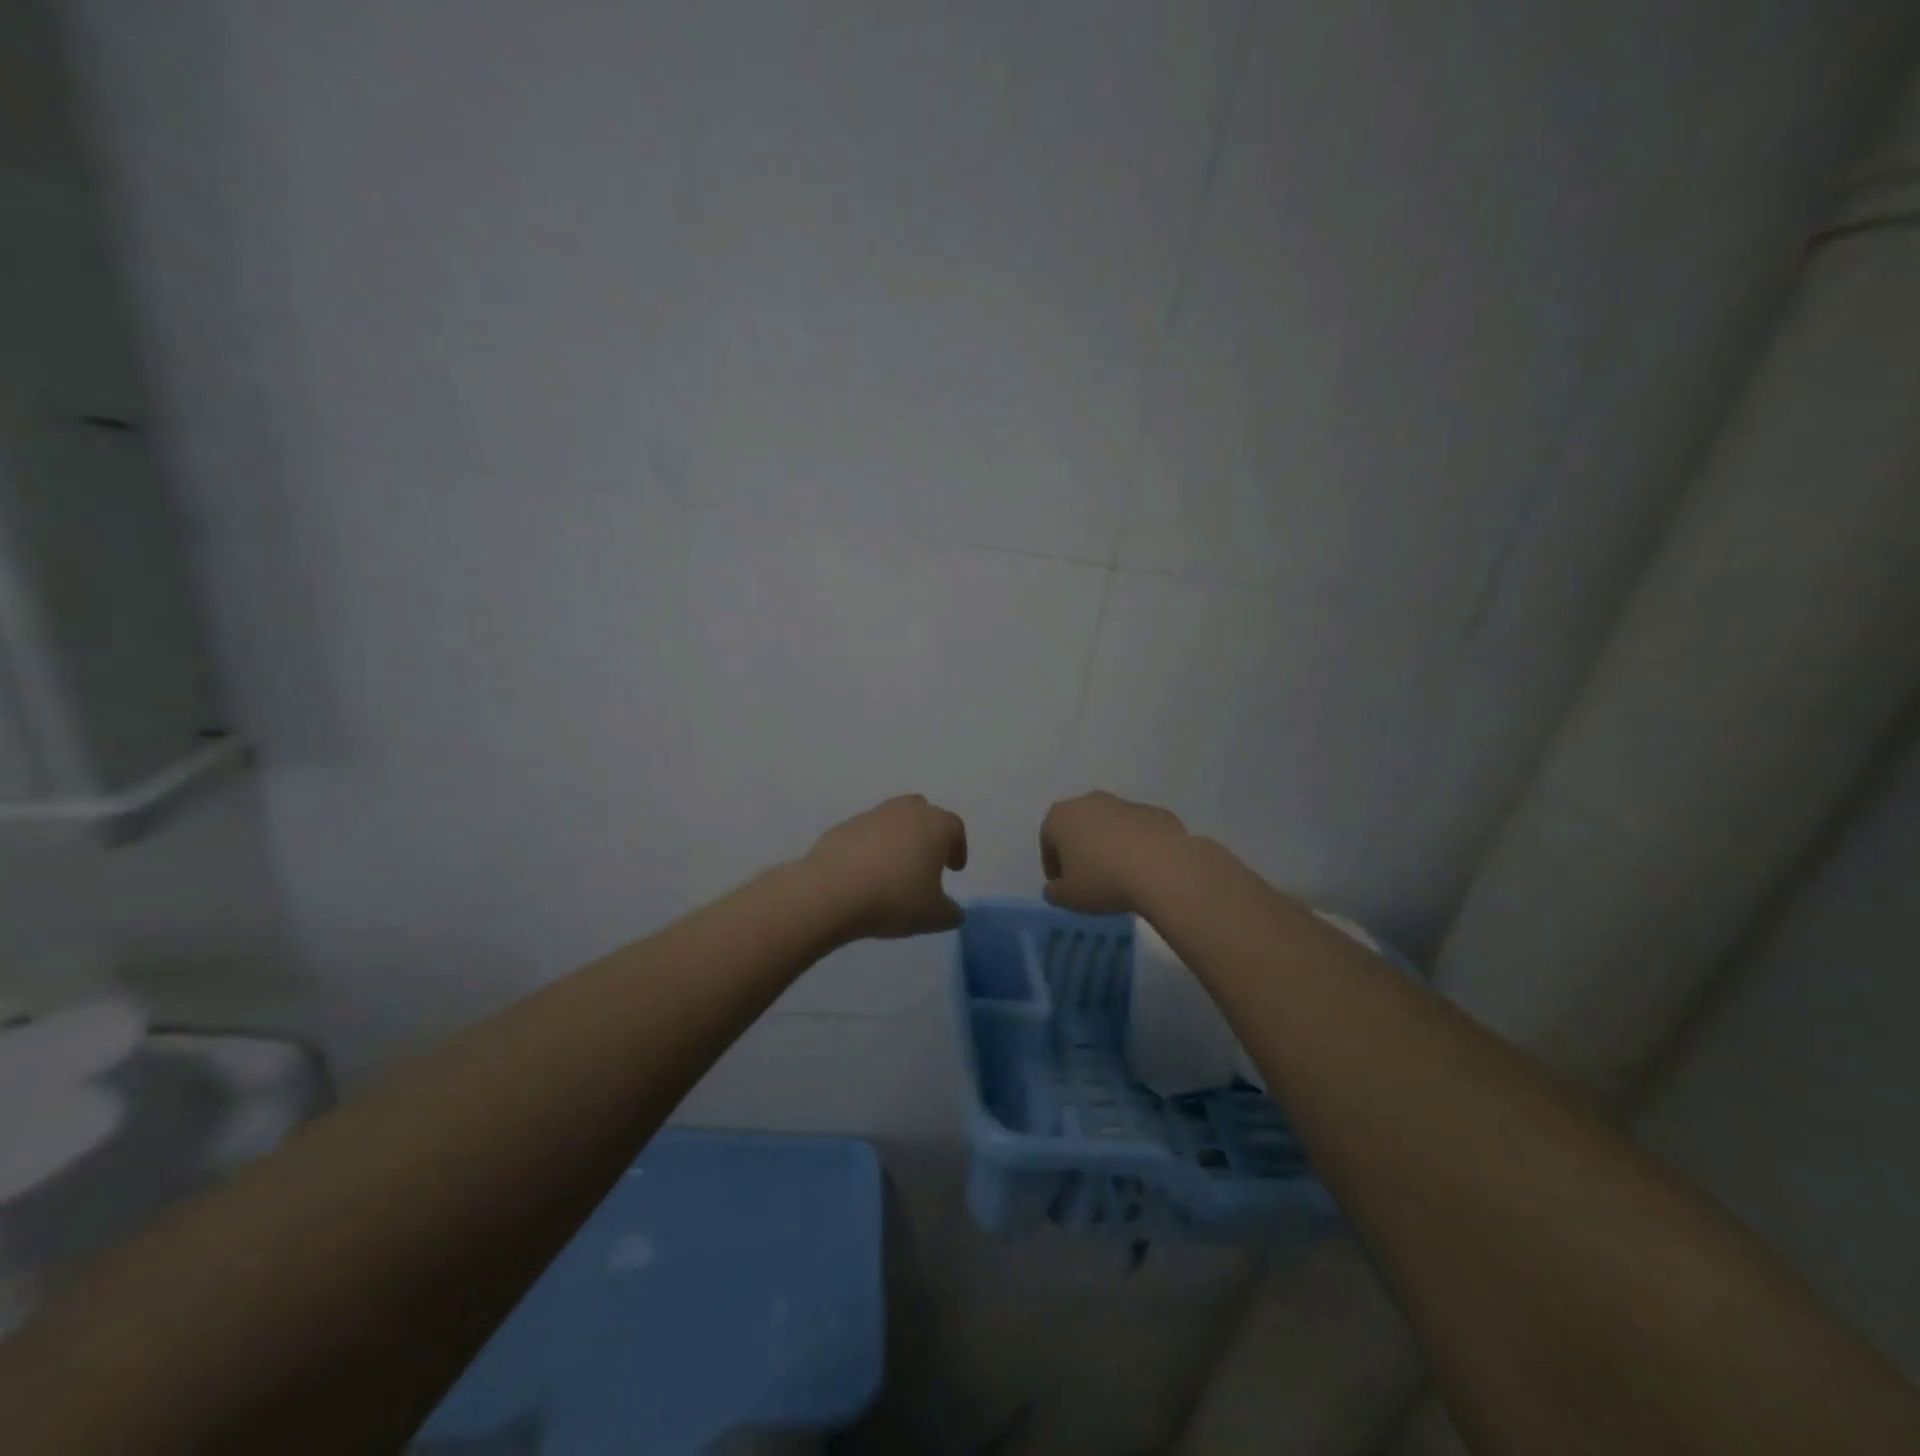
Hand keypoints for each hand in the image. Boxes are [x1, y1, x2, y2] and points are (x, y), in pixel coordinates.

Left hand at [805, 795, 968, 939]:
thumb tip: (954, 912)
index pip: (955, 828)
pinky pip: (866, 833)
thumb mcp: (934, 917)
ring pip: (893, 820)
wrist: (832, 891)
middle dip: (928, 834)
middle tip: (926, 860)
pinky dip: (871, 847)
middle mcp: (907, 811)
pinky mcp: (844, 826)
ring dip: (898, 839)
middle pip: (924, 813)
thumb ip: (951, 913)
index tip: (954, 868)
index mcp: (935, 826)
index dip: (958, 848)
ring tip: (894, 869)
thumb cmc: (895, 899)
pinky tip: (865, 872)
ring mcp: (872, 815)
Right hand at [1040, 791, 1188, 914]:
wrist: (1162, 868)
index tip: (1062, 884)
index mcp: (1061, 817)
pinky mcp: (1154, 811)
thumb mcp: (1069, 897)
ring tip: (1118, 873)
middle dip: (1079, 848)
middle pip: (1078, 826)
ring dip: (1108, 844)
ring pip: (1108, 825)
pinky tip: (1143, 868)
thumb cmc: (1103, 880)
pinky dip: (1136, 845)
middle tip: (1087, 877)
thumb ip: (1054, 892)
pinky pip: (1137, 830)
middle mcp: (1089, 801)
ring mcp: (1124, 803)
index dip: (1052, 864)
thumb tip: (1055, 888)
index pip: (1048, 840)